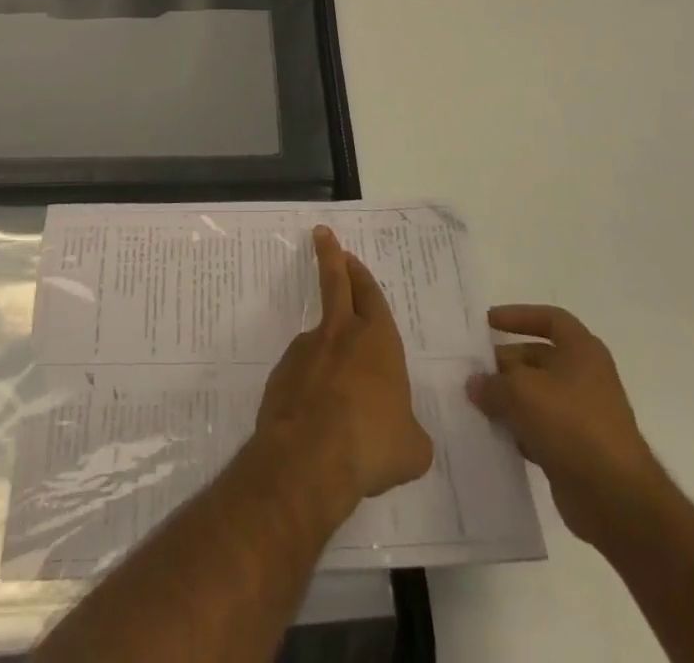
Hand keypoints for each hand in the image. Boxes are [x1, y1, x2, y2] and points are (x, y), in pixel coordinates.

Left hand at [255, 227, 433, 519]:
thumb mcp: (411, 447)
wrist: (310, 458)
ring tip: (336, 393)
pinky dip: (308, 384)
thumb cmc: (373, 443)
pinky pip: (300, 373)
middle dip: (331, 258)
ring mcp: (306, 351)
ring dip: (325, 349)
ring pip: (318, 338)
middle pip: (335, 284)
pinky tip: (314, 416)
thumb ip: (409, 431)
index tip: (349, 256)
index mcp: (377, 340)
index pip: (370, 295)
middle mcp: (341, 335)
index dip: (361, 275)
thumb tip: (404, 434)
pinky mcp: (282, 375)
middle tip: (323, 236)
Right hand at [468, 305, 669, 548]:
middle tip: (474, 373)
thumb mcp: (521, 392)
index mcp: (582, 351)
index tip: (489, 323)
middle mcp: (586, 377)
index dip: (518, 316)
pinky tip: (498, 437)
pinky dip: (521, 430)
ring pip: (538, 396)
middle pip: (538, 358)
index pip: (550, 319)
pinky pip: (542, 429)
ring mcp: (584, 415)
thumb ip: (492, 383)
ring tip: (478, 405)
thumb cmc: (571, 425)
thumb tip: (475, 384)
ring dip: (509, 400)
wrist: (617, 500)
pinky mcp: (578, 450)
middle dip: (505, 364)